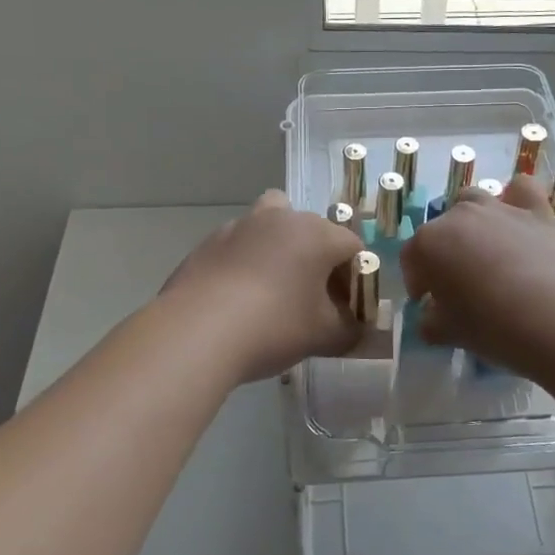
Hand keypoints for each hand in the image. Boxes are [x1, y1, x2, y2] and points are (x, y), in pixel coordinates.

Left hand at [161, 191, 364, 382]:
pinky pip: (239, 246)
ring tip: (274, 289)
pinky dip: (246, 263)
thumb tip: (357, 329)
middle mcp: (280, 218)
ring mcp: (239, 226)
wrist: (197, 332)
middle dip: (319, 260)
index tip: (347, 309)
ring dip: (280, 249)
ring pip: (271, 226)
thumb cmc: (274, 326)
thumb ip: (351, 330)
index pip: (352, 247)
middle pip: (312, 230)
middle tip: (315, 299)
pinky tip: (238, 299)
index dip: (356, 279)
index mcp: (316, 233)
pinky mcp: (207, 243)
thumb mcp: (324, 336)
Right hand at [400, 174, 554, 376]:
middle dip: (445, 252)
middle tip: (460, 284)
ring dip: (473, 220)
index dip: (418, 282)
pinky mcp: (537, 209)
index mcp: (428, 244)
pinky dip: (516, 199)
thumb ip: (431, 322)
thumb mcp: (450, 333)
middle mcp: (459, 216)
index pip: (411, 259)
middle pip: (441, 228)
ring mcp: (499, 207)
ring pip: (474, 200)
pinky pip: (521, 190)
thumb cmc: (492, 326)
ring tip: (487, 251)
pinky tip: (520, 221)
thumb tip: (430, 318)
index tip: (428, 303)